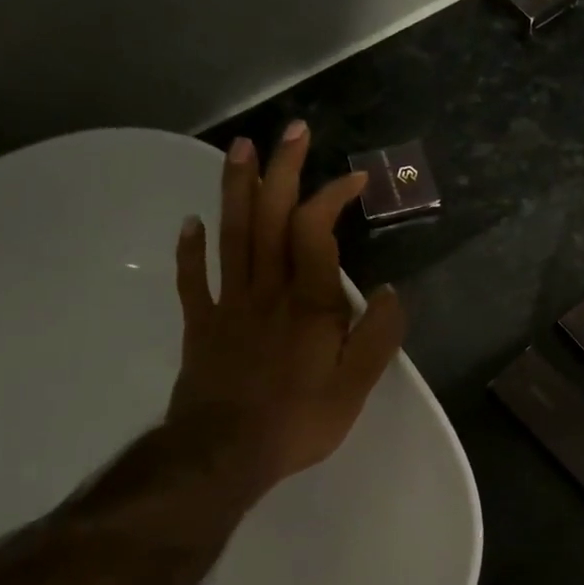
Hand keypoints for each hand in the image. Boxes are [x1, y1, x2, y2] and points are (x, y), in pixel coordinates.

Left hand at [167, 121, 405, 500]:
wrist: (224, 454)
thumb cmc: (298, 421)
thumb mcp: (355, 387)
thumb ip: (378, 337)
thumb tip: (392, 292)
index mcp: (309, 303)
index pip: (316, 230)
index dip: (332, 195)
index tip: (354, 177)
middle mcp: (267, 291)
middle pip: (271, 218)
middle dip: (282, 170)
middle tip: (291, 130)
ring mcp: (229, 305)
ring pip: (232, 235)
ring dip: (237, 189)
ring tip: (239, 149)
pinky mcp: (203, 326)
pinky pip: (194, 280)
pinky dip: (191, 249)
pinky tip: (191, 223)